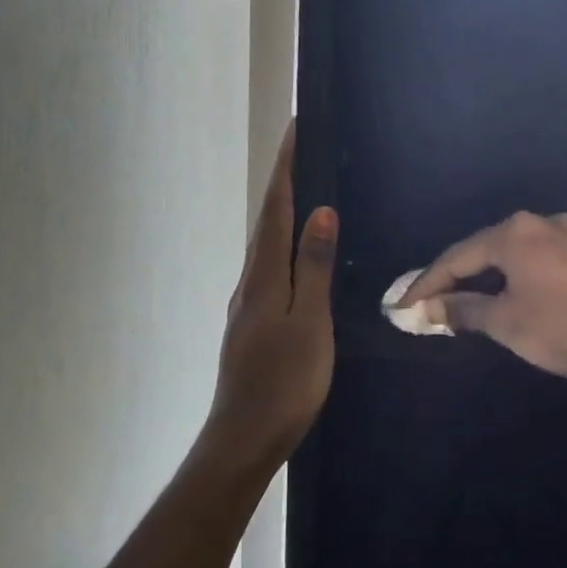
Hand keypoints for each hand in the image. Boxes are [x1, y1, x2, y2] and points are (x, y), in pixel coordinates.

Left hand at [207, 124, 337, 463]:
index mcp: (264, 275)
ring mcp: (248, 303)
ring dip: (282, 212)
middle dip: (283, 182)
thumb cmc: (285, 381)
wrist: (245, 437)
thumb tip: (321, 210)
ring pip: (267, 245)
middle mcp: (250, 281)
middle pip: (267, 221)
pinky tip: (297, 255)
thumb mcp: (310, 322)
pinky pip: (270, 268)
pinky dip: (283, 245)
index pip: (276, 208)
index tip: (295, 130)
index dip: (286, 168)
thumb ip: (314, 266)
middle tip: (305, 152)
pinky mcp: (252, 323)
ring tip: (305, 191)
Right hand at [399, 213, 566, 425]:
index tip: (403, 306)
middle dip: (460, 278)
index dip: (426, 284)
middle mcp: (543, 222)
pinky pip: (549, 263)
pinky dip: (528, 279)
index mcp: (514, 232)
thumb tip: (432, 307)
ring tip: (479, 302)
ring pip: (521, 254)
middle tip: (436, 303)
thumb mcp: (508, 323)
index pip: (456, 257)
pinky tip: (528, 298)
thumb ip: (465, 310)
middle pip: (488, 249)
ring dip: (495, 278)